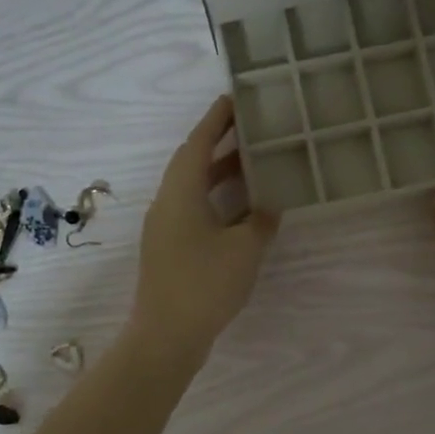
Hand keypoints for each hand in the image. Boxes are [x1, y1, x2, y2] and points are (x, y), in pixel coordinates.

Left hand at [128, 95, 279, 371]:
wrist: (166, 335)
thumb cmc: (205, 284)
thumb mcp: (244, 249)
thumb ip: (261, 221)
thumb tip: (269, 206)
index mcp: (180, 193)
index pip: (197, 143)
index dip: (215, 119)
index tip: (234, 98)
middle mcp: (167, 203)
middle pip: (192, 162)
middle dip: (220, 142)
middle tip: (251, 127)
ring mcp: (165, 227)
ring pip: (193, 188)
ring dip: (220, 173)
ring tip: (253, 162)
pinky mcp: (170, 249)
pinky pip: (194, 210)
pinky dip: (217, 200)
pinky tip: (243, 208)